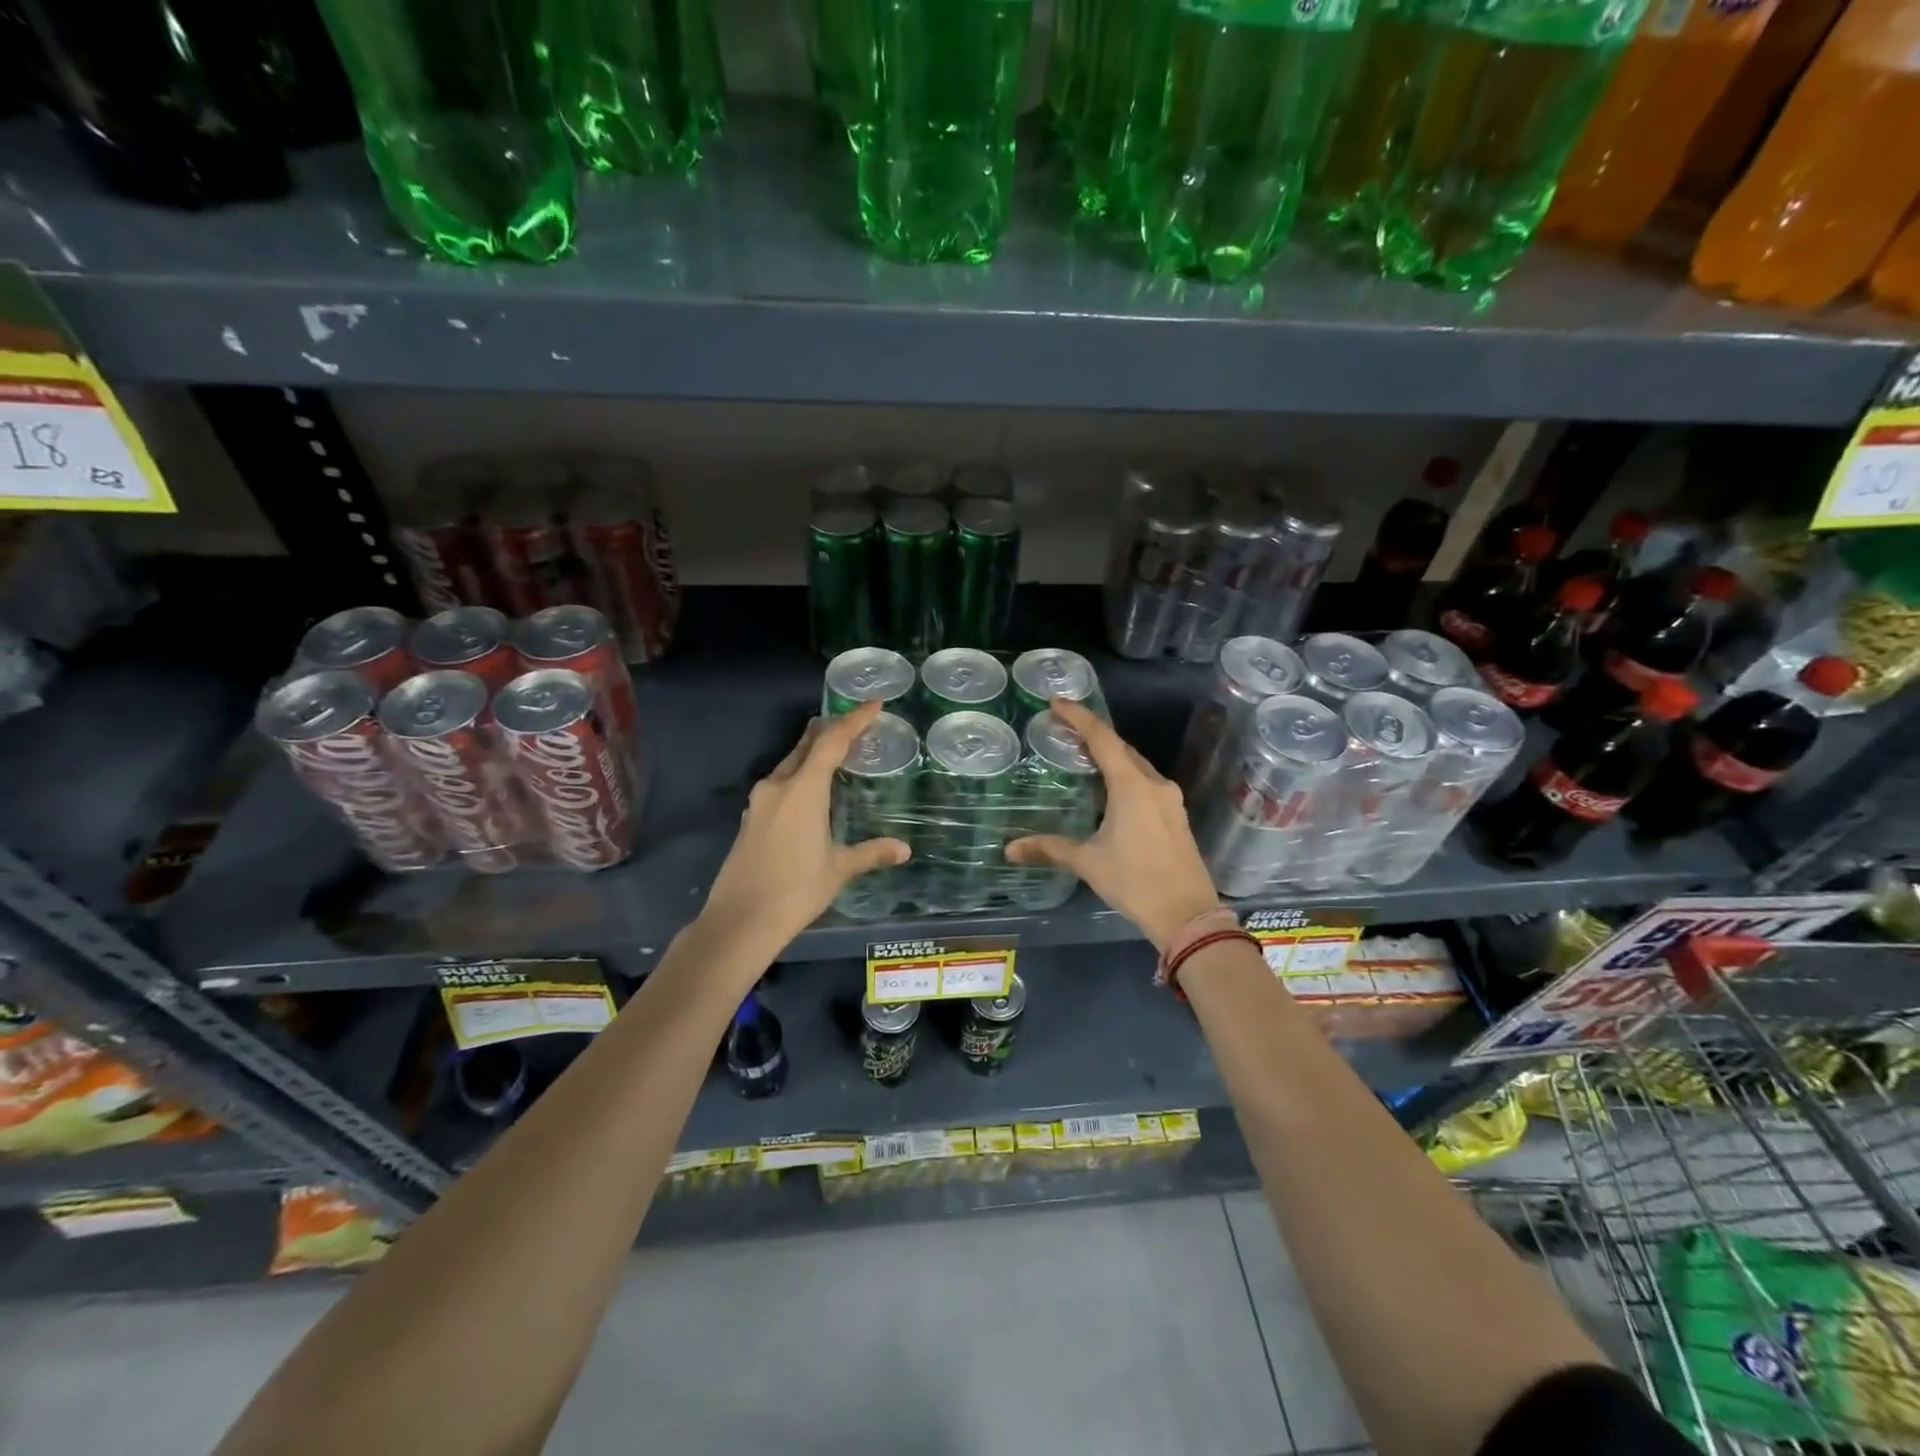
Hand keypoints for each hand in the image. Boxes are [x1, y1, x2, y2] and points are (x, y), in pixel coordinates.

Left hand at [698, 700, 909, 957]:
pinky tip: (807, 790)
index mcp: (802, 790)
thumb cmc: (795, 890)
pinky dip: (798, 776)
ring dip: (811, 753)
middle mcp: (777, 787)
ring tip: (832, 750)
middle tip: (852, 722)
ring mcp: (759, 803)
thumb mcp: (838, 869)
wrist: (739, 921)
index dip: (853, 720)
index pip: (831, 742)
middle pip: (806, 747)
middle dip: (829, 731)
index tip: (873, 704)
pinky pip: (779, 784)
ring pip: (789, 764)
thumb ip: (871, 853)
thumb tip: (904, 849)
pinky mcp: (750, 819)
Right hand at [1005, 698, 1219, 952]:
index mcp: (1132, 785)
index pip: (1102, 738)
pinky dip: (1124, 778)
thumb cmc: (1135, 881)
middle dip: (1093, 736)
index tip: (1057, 702)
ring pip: (1136, 766)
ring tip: (1082, 758)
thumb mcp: (1088, 862)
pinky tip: (1108, 792)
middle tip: (1064, 730)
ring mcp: (1169, 800)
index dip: (1079, 717)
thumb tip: (1009, 849)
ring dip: (1111, 758)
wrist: (1187, 916)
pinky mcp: (1175, 817)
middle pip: (1121, 749)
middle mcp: (1154, 784)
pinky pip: (1146, 784)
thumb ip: (1049, 849)